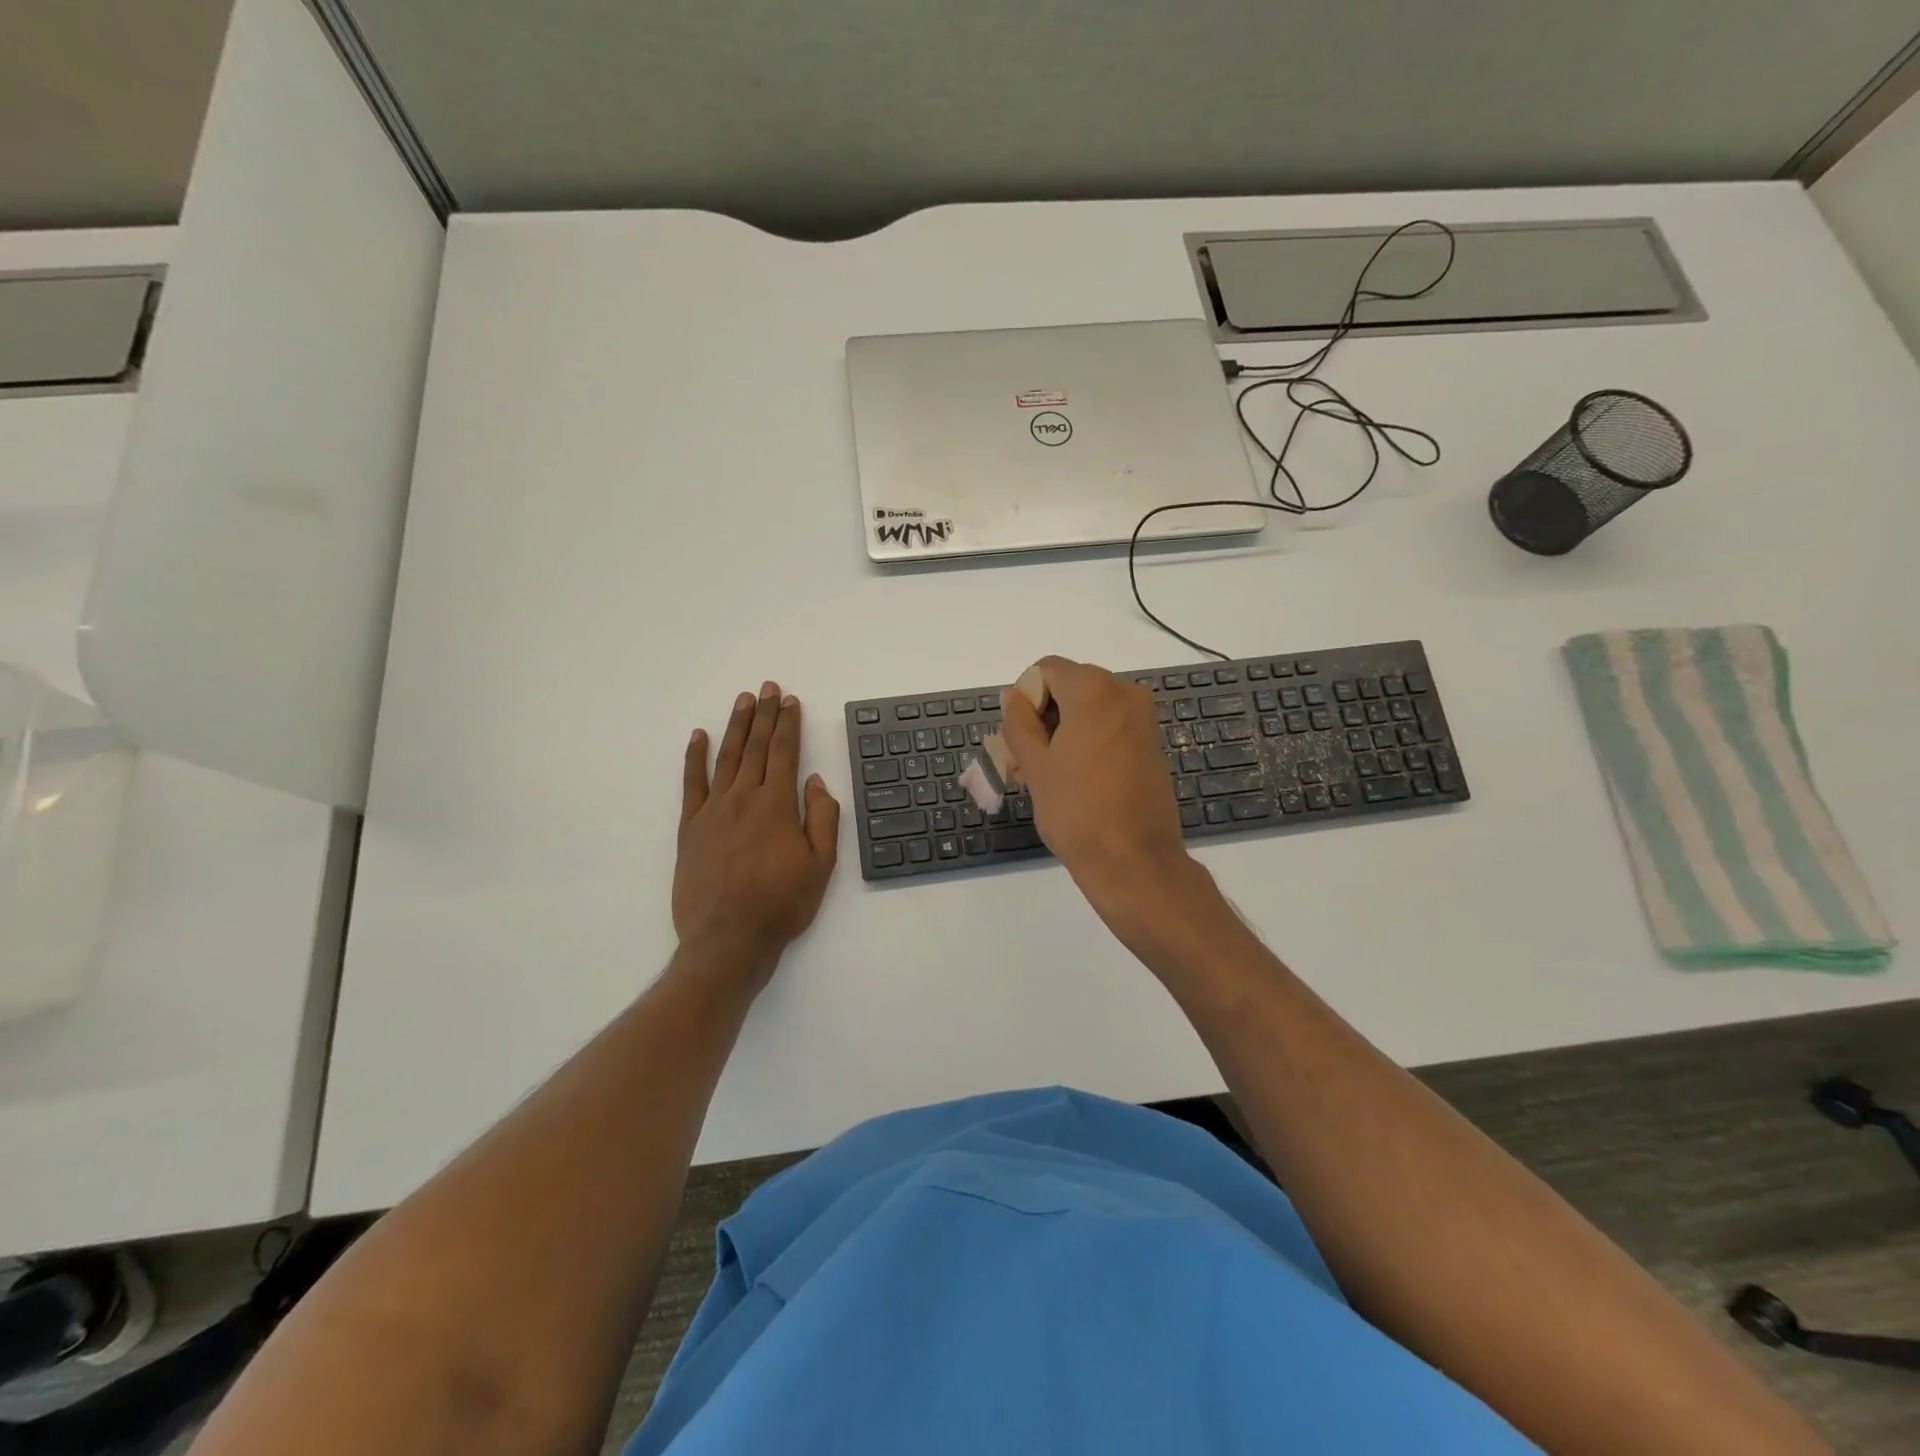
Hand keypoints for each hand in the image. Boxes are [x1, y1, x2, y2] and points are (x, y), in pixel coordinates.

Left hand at [674, 682, 839, 985]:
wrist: (728, 939)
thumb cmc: (781, 903)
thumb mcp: (821, 865)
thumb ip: (822, 818)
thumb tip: (816, 781)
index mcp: (777, 805)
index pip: (785, 753)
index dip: (788, 724)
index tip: (790, 700)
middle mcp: (744, 798)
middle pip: (755, 747)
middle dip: (763, 714)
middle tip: (766, 687)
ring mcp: (713, 810)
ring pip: (726, 757)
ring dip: (735, 726)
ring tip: (742, 700)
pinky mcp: (690, 827)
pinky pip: (691, 783)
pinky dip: (694, 757)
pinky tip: (698, 736)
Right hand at [999, 656, 1191, 906]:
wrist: (1133, 860)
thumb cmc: (1076, 811)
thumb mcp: (1035, 766)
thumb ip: (1019, 722)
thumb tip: (1013, 695)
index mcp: (1094, 691)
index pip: (1046, 670)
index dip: (1025, 697)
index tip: (1019, 737)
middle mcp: (1125, 693)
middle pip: (1070, 686)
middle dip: (1044, 715)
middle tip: (1025, 759)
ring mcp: (1143, 719)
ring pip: (1090, 708)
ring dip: (1064, 730)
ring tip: (1046, 774)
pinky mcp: (1152, 744)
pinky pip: (1111, 726)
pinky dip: (1089, 740)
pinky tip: (1076, 778)